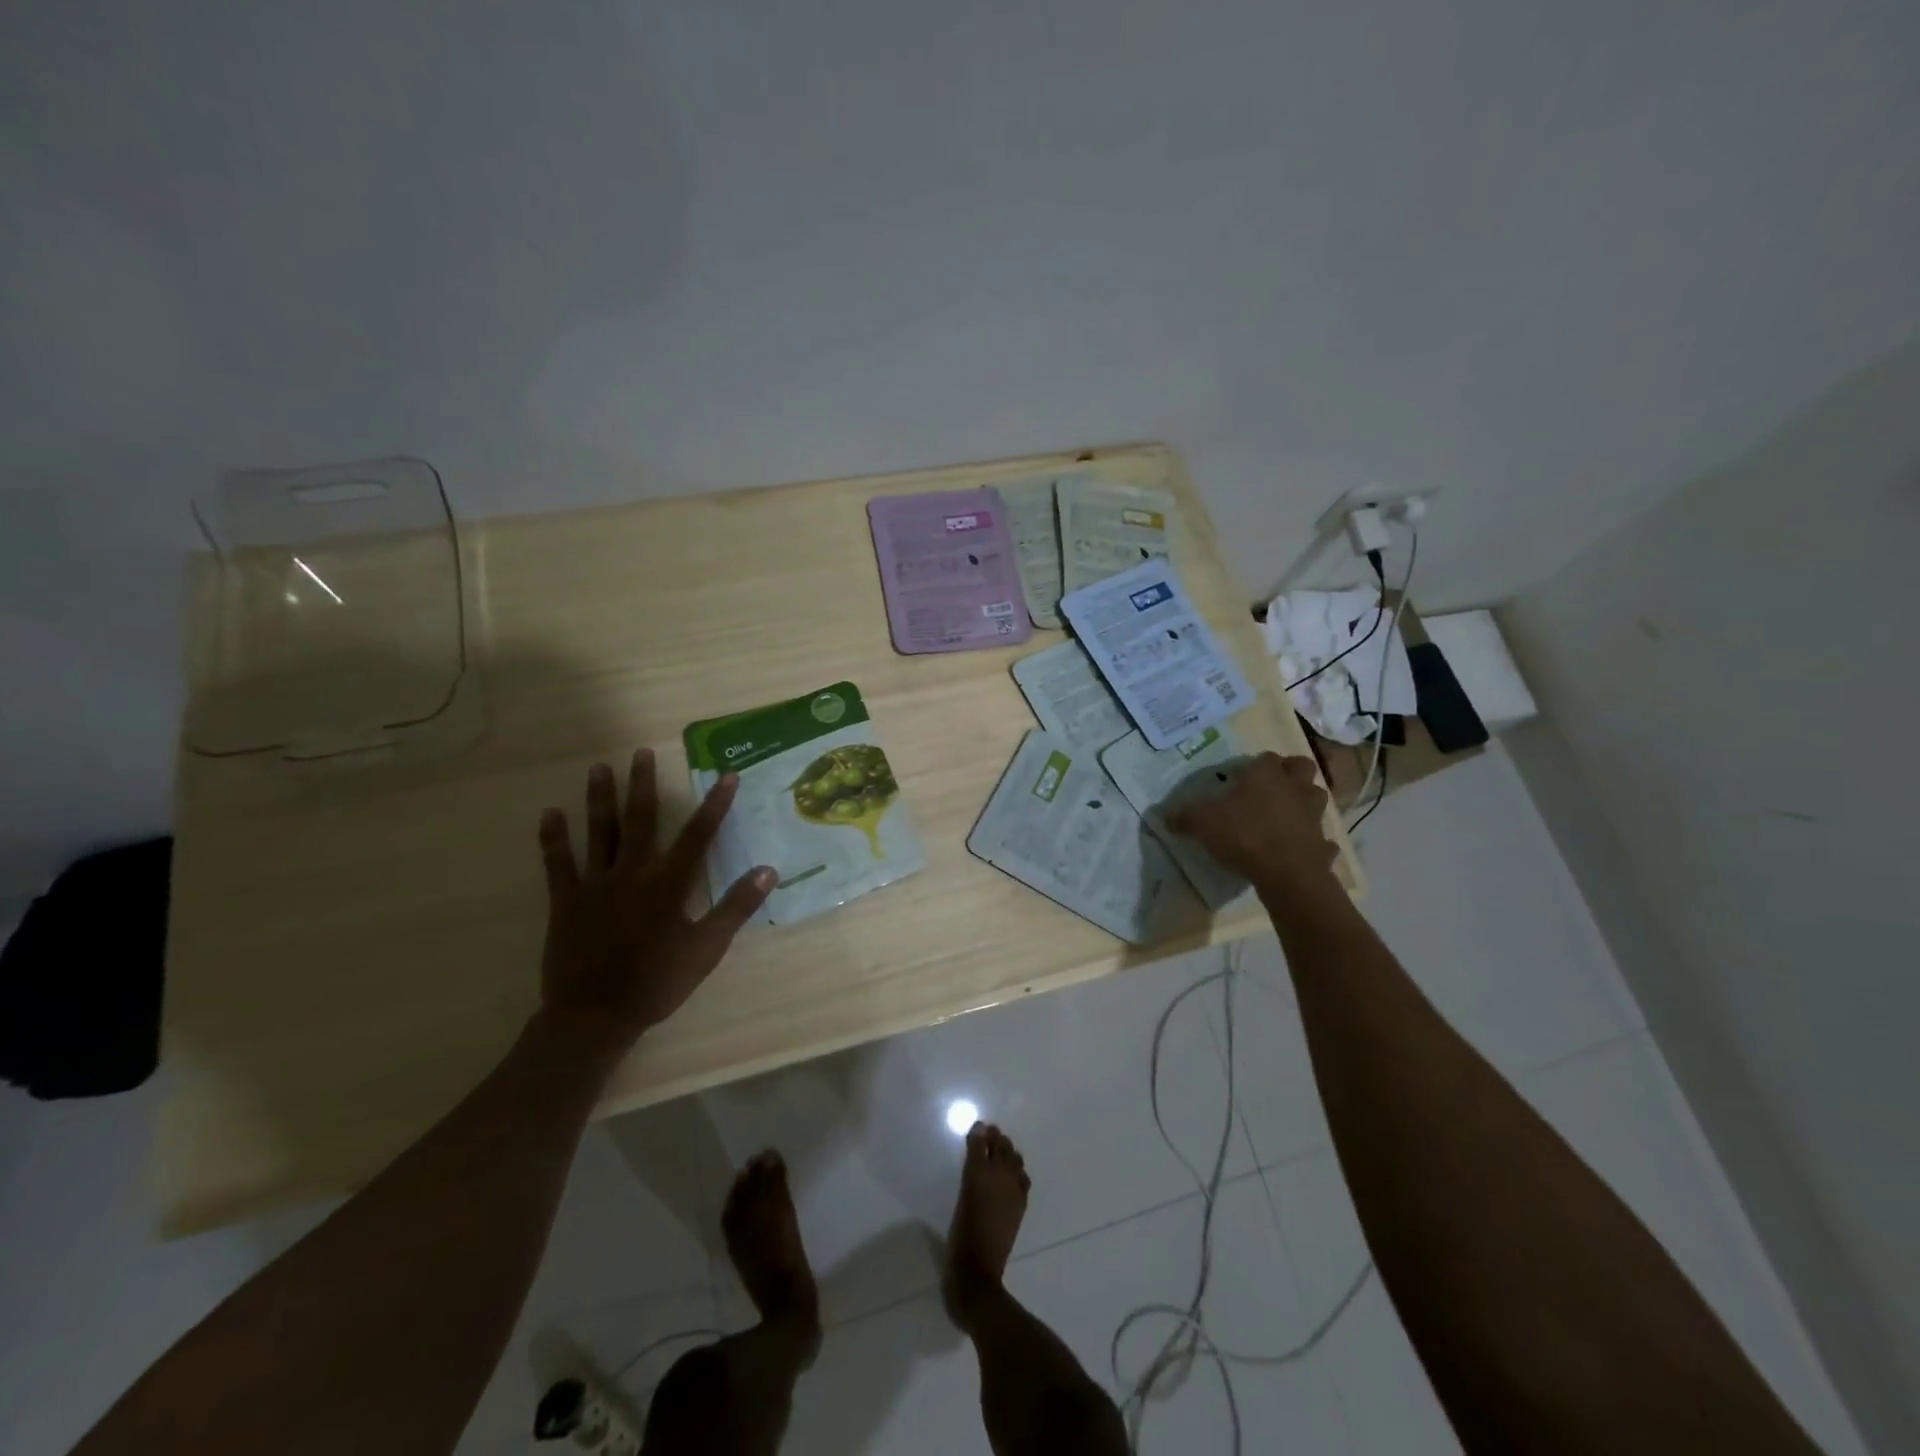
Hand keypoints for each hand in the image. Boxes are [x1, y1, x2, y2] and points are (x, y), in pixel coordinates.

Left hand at [535, 749, 774, 1061]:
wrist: (594, 1017)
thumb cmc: (657, 982)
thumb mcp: (706, 949)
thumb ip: (735, 907)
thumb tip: (768, 870)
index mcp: (668, 884)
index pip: (698, 836)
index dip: (715, 805)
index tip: (726, 777)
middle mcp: (632, 874)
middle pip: (640, 820)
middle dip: (643, 785)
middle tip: (641, 753)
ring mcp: (595, 885)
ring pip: (599, 833)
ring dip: (600, 799)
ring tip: (599, 768)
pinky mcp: (565, 901)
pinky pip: (557, 863)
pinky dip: (553, 838)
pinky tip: (550, 813)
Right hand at [1165, 752, 1338, 899]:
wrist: (1287, 873)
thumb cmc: (1244, 834)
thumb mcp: (1202, 822)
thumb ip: (1184, 817)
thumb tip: (1165, 816)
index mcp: (1266, 775)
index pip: (1266, 757)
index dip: (1255, 765)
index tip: (1240, 778)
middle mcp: (1294, 788)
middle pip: (1302, 767)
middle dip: (1291, 773)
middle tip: (1271, 786)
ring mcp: (1313, 816)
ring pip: (1316, 798)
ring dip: (1305, 802)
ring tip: (1286, 815)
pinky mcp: (1322, 844)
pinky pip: (1321, 839)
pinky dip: (1313, 842)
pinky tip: (1299, 849)